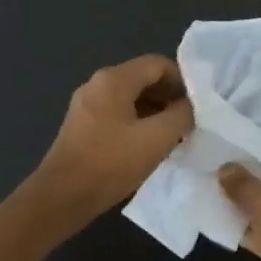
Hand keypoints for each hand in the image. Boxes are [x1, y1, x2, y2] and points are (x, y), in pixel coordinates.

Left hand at [34, 54, 192, 225]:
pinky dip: (138, 122)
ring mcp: (87, 104)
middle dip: (170, 97)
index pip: (158, 64)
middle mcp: (97, 84)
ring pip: (131, 98)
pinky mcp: (82, 125)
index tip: (198, 106)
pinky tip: (149, 146)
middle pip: (144, 78)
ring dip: (156, 112)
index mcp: (114, 79)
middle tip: (189, 123)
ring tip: (174, 137)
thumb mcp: (157, 139)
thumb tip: (191, 106)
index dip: (183, 81)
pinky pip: (118, 113)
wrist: (62, 197)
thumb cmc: (111, 164)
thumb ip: (181, 115)